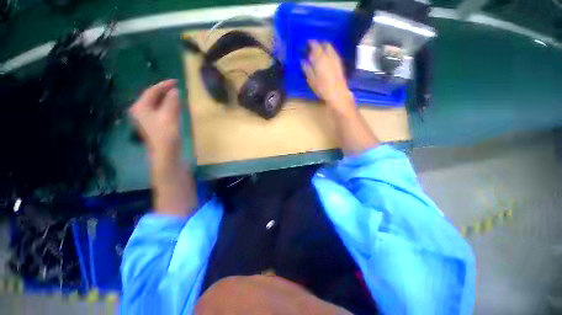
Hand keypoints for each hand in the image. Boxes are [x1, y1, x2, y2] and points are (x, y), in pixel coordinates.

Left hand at [129, 79, 181, 161]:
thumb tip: (175, 91)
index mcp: (141, 107)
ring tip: (178, 96)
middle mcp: (141, 112)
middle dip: (165, 92)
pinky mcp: (154, 126)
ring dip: (167, 99)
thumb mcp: (170, 116)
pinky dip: (168, 107)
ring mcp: (147, 119)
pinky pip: (160, 111)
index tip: (176, 82)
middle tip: (178, 88)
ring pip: (157, 104)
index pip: (152, 91)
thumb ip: (172, 102)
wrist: (166, 154)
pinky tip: (175, 107)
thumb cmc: (166, 135)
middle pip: (153, 97)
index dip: (164, 85)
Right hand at [302, 41, 355, 116]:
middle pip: (325, 44)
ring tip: (320, 50)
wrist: (337, 93)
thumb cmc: (322, 88)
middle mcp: (329, 56)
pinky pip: (334, 53)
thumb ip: (307, 69)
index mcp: (320, 59)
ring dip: (325, 46)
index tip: (307, 43)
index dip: (311, 43)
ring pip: (331, 47)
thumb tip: (302, 61)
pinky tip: (327, 56)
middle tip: (314, 47)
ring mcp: (336, 59)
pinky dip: (330, 51)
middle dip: (319, 43)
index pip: (315, 46)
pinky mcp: (340, 63)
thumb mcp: (311, 80)